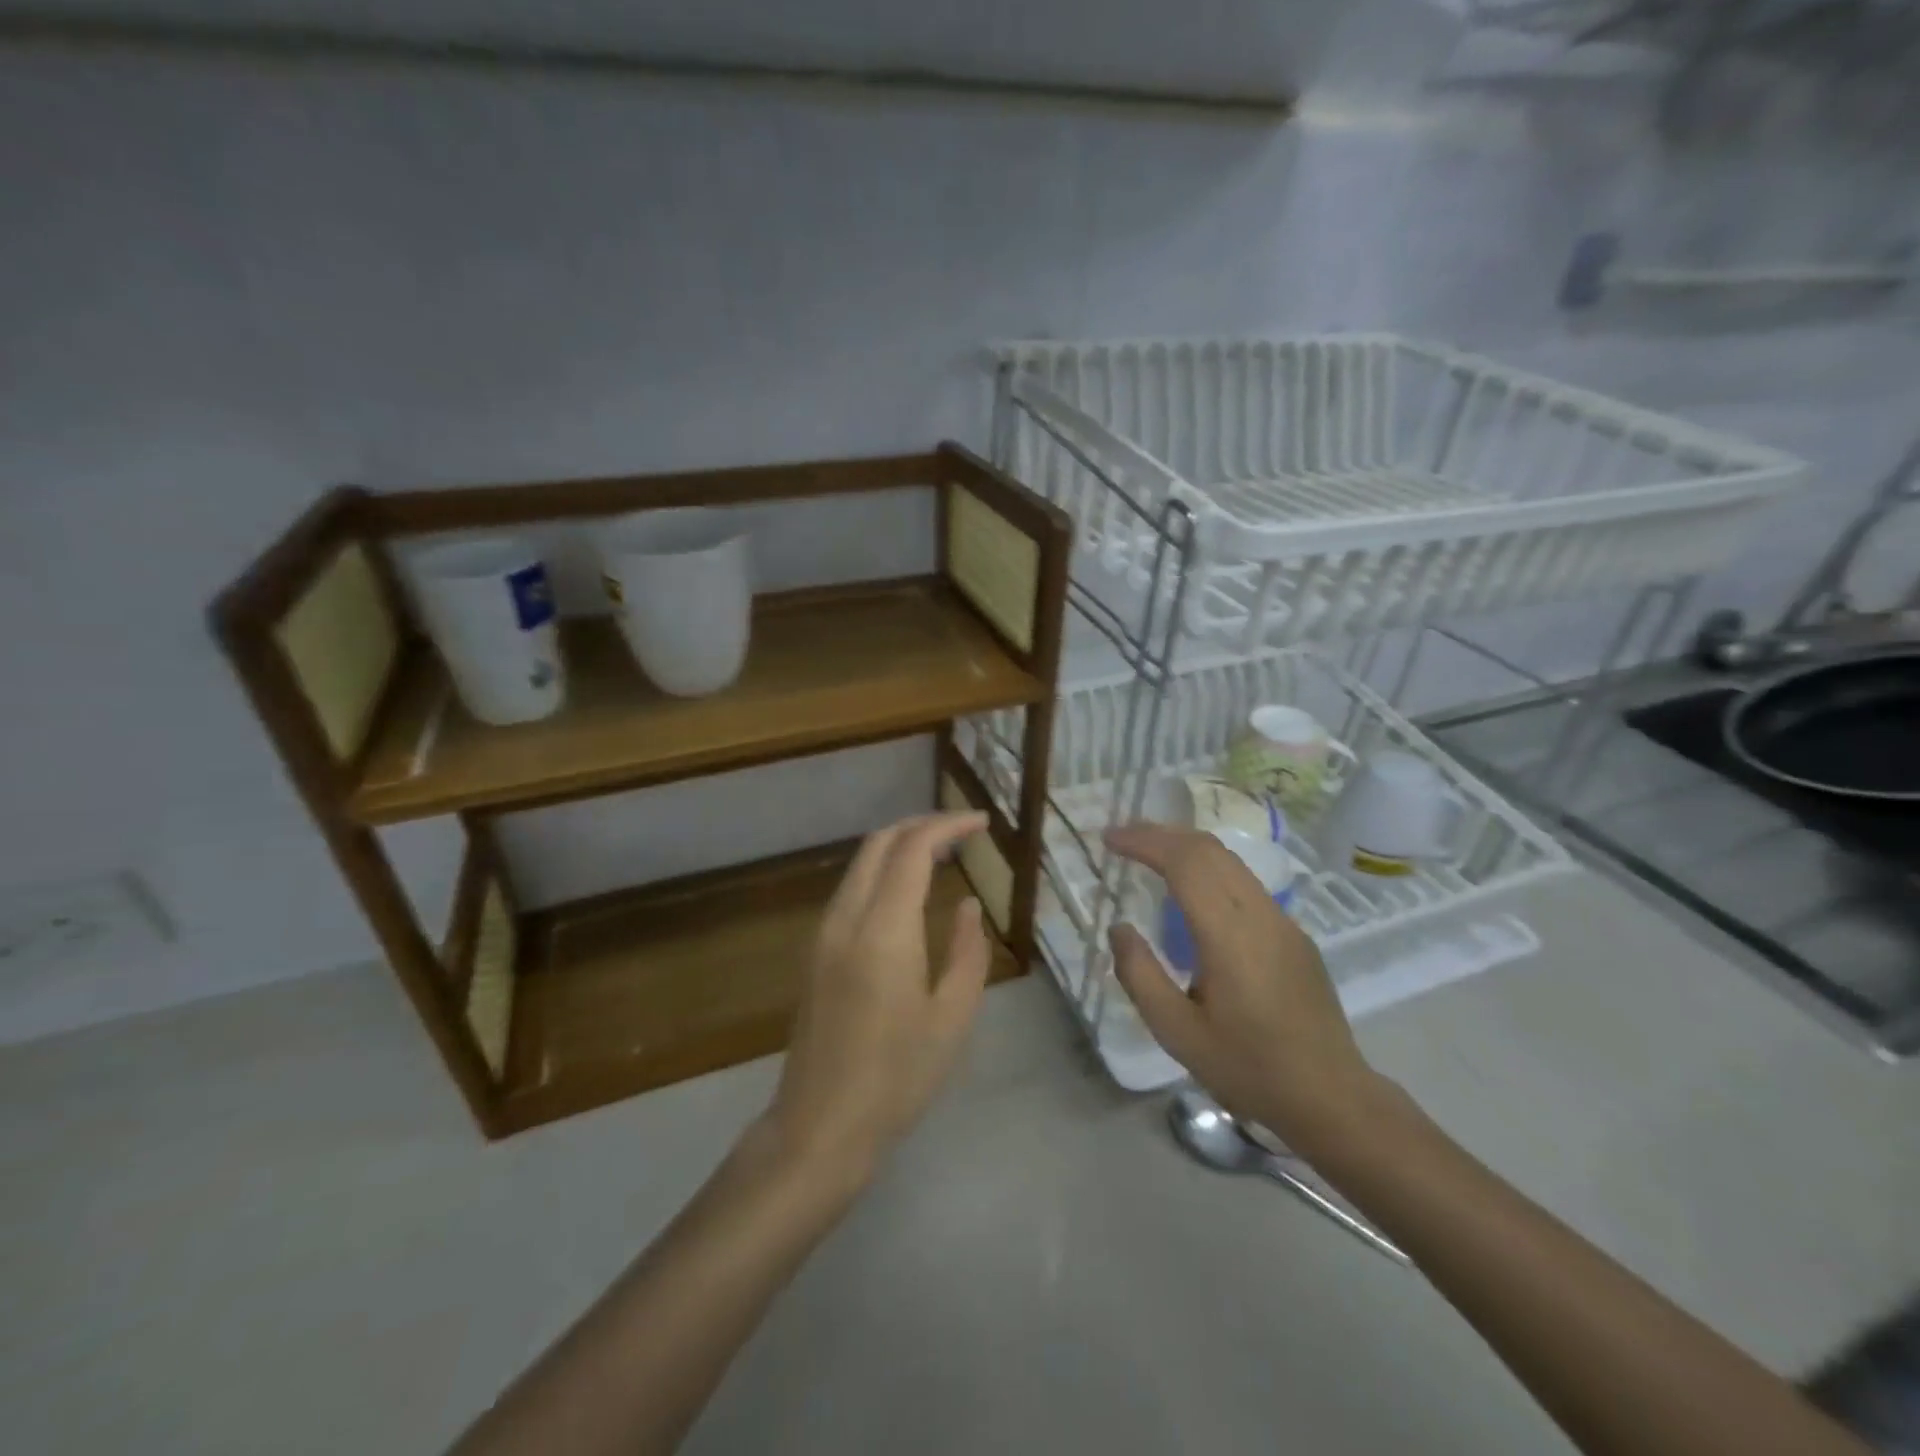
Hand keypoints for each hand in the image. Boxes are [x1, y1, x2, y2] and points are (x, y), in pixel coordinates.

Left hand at [763, 812, 994, 1187]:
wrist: (819, 1127)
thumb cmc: (897, 1077)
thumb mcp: (952, 1018)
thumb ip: (967, 951)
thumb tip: (968, 905)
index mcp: (883, 930)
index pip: (913, 849)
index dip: (949, 826)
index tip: (983, 823)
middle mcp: (846, 918)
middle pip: (879, 842)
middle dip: (922, 824)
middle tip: (963, 830)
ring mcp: (823, 933)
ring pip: (860, 862)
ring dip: (900, 845)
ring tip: (943, 853)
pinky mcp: (815, 951)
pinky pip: (850, 888)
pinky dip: (882, 870)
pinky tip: (908, 890)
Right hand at [1103, 824, 1380, 1149]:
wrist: (1331, 1097)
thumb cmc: (1248, 1068)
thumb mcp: (1177, 1032)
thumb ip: (1140, 975)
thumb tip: (1120, 927)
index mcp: (1229, 935)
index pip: (1185, 863)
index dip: (1145, 841)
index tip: (1109, 838)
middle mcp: (1260, 915)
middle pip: (1209, 849)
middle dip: (1162, 833)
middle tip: (1122, 836)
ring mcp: (1283, 921)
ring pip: (1230, 860)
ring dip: (1186, 846)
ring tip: (1149, 852)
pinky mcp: (1293, 934)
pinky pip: (1245, 882)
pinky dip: (1208, 867)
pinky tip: (1190, 889)